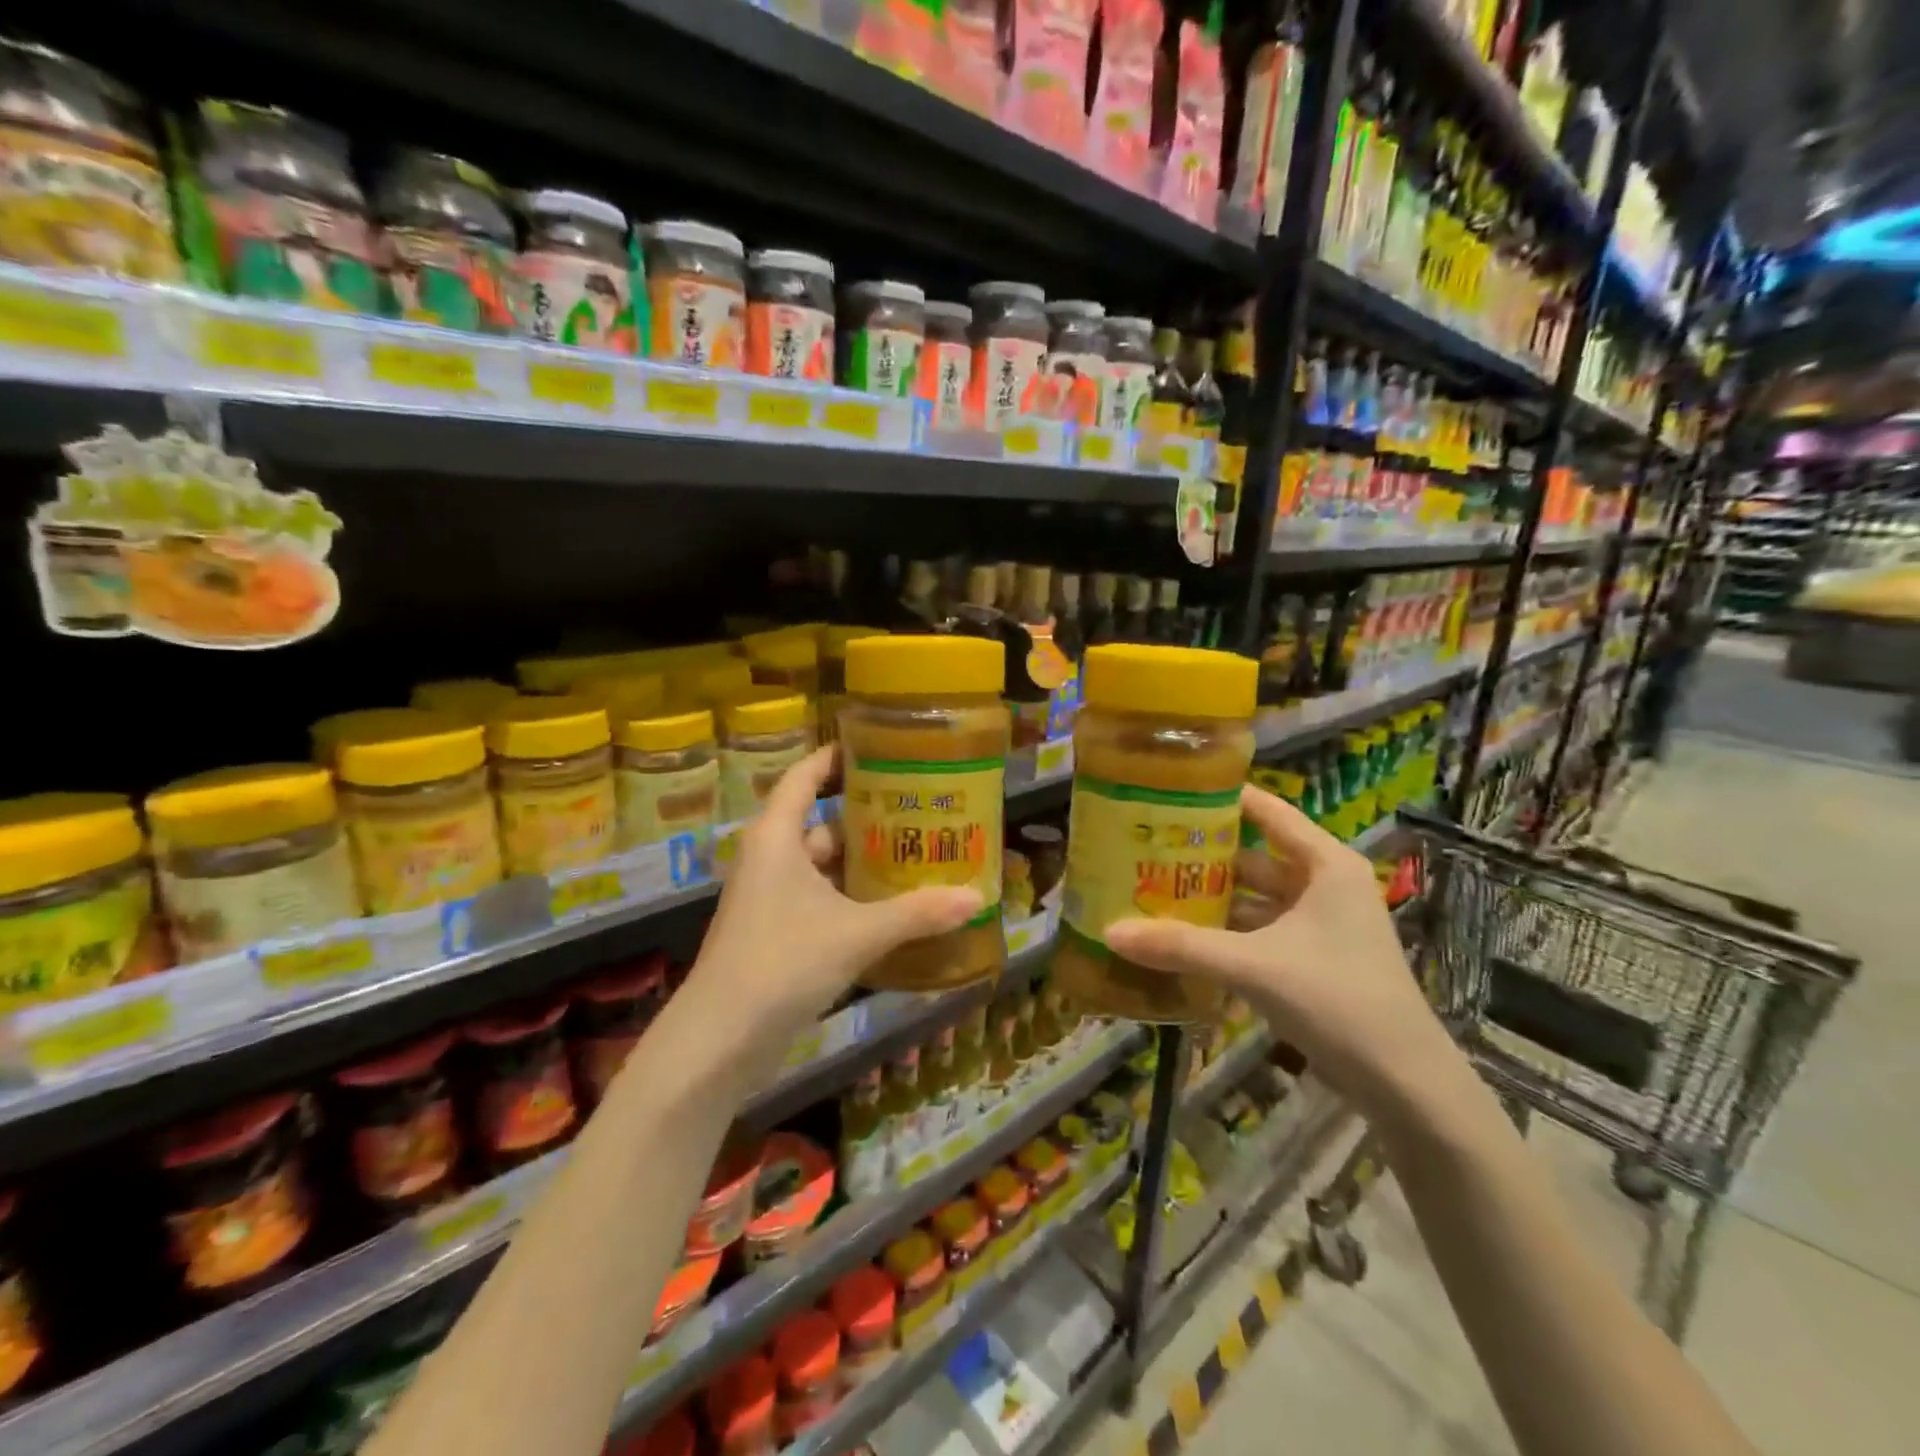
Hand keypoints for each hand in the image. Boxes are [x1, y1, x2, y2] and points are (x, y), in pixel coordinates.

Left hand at [684, 747, 984, 1055]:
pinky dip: (851, 897)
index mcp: (776, 838)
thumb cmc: (782, 962)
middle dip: (867, 817)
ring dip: (862, 862)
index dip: (835, 757)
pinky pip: (819, 898)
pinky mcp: (774, 932)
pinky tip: (890, 907)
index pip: (804, 777)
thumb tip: (976, 897)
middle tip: (918, 810)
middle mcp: (770, 859)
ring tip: (915, 855)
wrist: (720, 1039)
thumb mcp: (857, 933)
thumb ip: (917, 913)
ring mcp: (769, 898)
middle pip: (821, 822)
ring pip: (822, 865)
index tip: (877, 748)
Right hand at [1104, 786, 1464, 1126]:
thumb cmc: (1338, 1001)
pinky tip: (1183, 936)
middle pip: (1254, 854)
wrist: (1405, 1085)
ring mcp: (1320, 923)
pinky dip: (1225, 930)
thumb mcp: (1254, 966)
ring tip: (1152, 887)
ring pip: (1254, 896)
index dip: (1221, 797)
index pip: (1267, 811)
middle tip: (1146, 845)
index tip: (1169, 789)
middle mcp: (1323, 883)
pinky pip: (1259, 929)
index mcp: (1324, 864)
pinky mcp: (1313, 957)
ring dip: (1211, 896)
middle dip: (1203, 853)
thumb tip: (1110, 931)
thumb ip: (1182, 946)